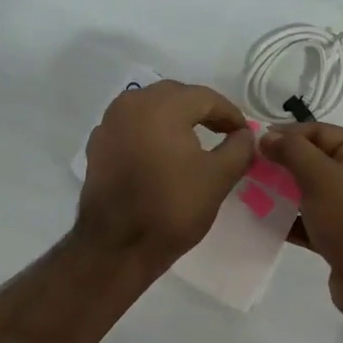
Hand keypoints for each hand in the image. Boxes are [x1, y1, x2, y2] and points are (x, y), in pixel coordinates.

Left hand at [77, 80, 253, 268]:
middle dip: (201, 111)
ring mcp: (109, 124)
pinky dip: (150, 133)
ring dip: (174, 119)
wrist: (117, 246)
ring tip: (193, 141)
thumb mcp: (218, 178)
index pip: (205, 97)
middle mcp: (130, 104)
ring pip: (149, 108)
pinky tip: (162, 155)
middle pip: (175, 96)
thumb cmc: (172, 207)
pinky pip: (131, 127)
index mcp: (161, 105)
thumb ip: (239, 148)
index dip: (229, 114)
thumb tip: (245, 135)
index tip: (244, 133)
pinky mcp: (97, 146)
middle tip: (223, 132)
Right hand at [258, 122, 342, 321]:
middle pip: (316, 160)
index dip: (286, 135)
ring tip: (251, 194)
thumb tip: (266, 136)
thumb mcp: (320, 177)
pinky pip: (313, 219)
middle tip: (249, 170)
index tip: (254, 144)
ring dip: (284, 192)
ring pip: (313, 191)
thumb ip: (292, 151)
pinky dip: (292, 218)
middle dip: (282, 164)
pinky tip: (265, 221)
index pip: (320, 131)